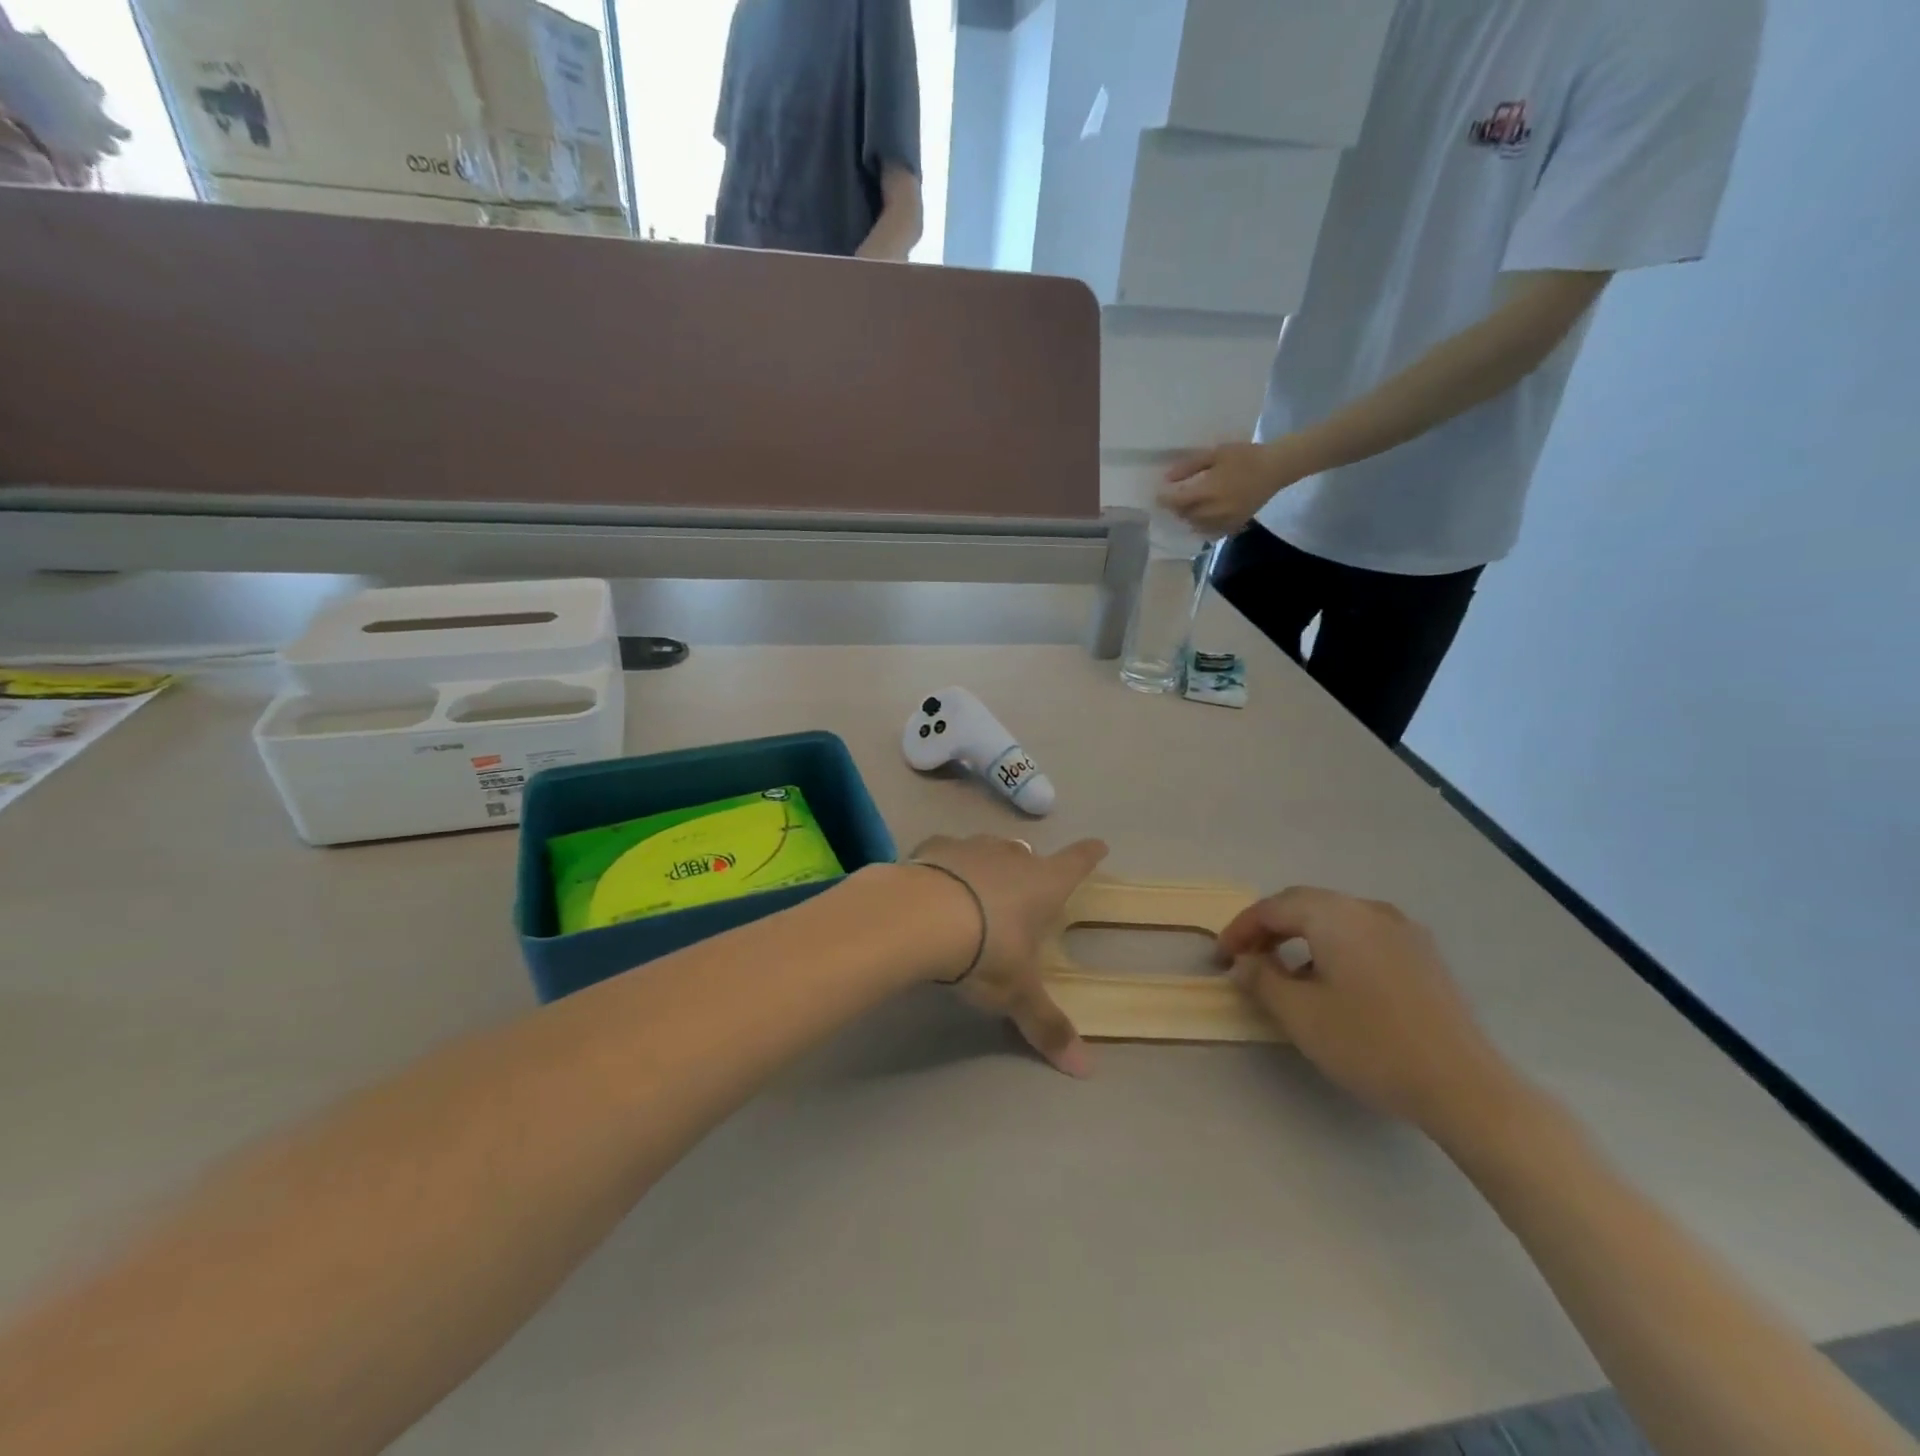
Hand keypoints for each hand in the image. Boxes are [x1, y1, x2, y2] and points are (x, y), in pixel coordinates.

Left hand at [910, 835, 1108, 1075]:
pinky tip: (936, 883)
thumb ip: (1047, 1025)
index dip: (1088, 855)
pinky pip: (946, 852)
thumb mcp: (1017, 993)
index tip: (1099, 845)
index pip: (1076, 863)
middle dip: (1029, 867)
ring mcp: (971, 848)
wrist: (920, 915)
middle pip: (1028, 854)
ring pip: (988, 848)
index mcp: (1043, 885)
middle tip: (1024, 886)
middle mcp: (1011, 857)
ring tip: (979, 886)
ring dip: (988, 863)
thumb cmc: (985, 950)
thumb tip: (1085, 1070)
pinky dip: (946, 865)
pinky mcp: (933, 848)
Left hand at [1161, 439, 1302, 535]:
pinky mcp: (1233, 526)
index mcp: (1207, 492)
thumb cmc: (1245, 456)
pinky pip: (1210, 532)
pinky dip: (1202, 525)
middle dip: (1176, 507)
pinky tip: (1203, 515)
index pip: (1175, 501)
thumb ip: (1189, 467)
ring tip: (1189, 505)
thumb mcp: (1215, 454)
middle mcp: (1213, 511)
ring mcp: (1224, 521)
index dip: (1164, 498)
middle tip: (1175, 496)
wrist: (1276, 468)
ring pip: (1195, 526)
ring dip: (1188, 517)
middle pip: (1183, 515)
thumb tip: (1167, 478)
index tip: (1158, 493)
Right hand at [1220, 887, 1523, 1135]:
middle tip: (1246, 959)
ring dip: (1302, 937)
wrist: (1465, 1087)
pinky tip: (1332, 983)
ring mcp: (1403, 931)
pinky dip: (1334, 947)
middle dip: (1270, 928)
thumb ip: (1262, 980)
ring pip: (1336, 919)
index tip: (1222, 957)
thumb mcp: (1301, 1015)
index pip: (1274, 907)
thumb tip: (1244, 961)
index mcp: (1336, 916)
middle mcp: (1369, 910)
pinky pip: (1364, 936)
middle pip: (1306, 905)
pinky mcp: (1424, 956)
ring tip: (1284, 973)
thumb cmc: (1371, 1045)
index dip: (1241, 929)